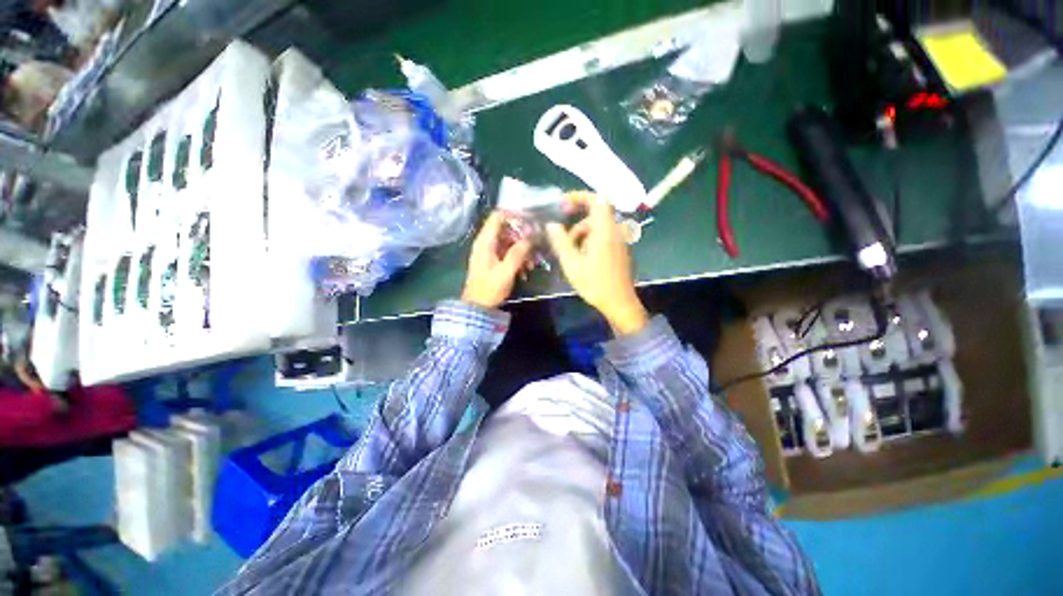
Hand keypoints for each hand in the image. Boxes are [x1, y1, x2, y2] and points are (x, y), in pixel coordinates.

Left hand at [462, 211, 533, 308]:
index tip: (531, 220)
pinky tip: (527, 269)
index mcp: (485, 241)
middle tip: (537, 244)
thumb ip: (519, 251)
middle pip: (506, 228)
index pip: (498, 216)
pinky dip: (518, 257)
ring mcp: (489, 252)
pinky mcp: (493, 261)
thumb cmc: (490, 288)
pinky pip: (508, 252)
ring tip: (534, 261)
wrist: (478, 307)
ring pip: (509, 241)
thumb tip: (532, 234)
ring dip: (523, 249)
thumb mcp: (506, 270)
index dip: (514, 214)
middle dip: (523, 235)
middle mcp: (486, 243)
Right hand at [546, 192, 648, 334]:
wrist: (619, 302)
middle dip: (576, 221)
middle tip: (560, 232)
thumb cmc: (595, 283)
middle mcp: (615, 230)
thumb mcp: (572, 263)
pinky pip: (602, 236)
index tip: (562, 204)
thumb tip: (551, 224)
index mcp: (605, 230)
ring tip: (568, 252)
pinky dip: (589, 240)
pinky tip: (580, 257)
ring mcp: (619, 240)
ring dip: (581, 233)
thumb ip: (560, 241)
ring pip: (597, 226)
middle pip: (595, 214)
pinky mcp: (618, 249)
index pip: (597, 199)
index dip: (579, 196)